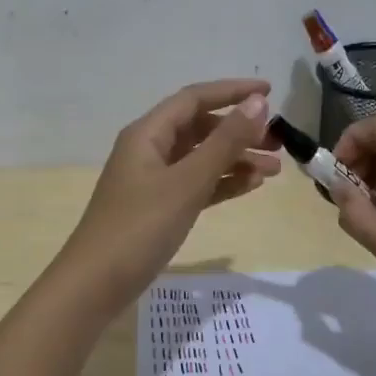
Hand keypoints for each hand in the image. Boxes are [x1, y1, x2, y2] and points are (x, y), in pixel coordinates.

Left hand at [55, 80, 279, 315]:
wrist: (97, 284)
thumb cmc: (140, 226)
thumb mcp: (187, 182)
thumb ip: (224, 142)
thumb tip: (258, 102)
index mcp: (148, 134)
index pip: (195, 99)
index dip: (232, 92)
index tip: (271, 92)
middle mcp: (149, 150)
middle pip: (200, 128)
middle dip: (239, 131)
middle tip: (279, 142)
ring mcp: (153, 181)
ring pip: (201, 159)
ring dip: (236, 160)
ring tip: (274, 171)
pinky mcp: (158, 208)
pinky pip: (196, 185)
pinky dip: (222, 183)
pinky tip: (250, 186)